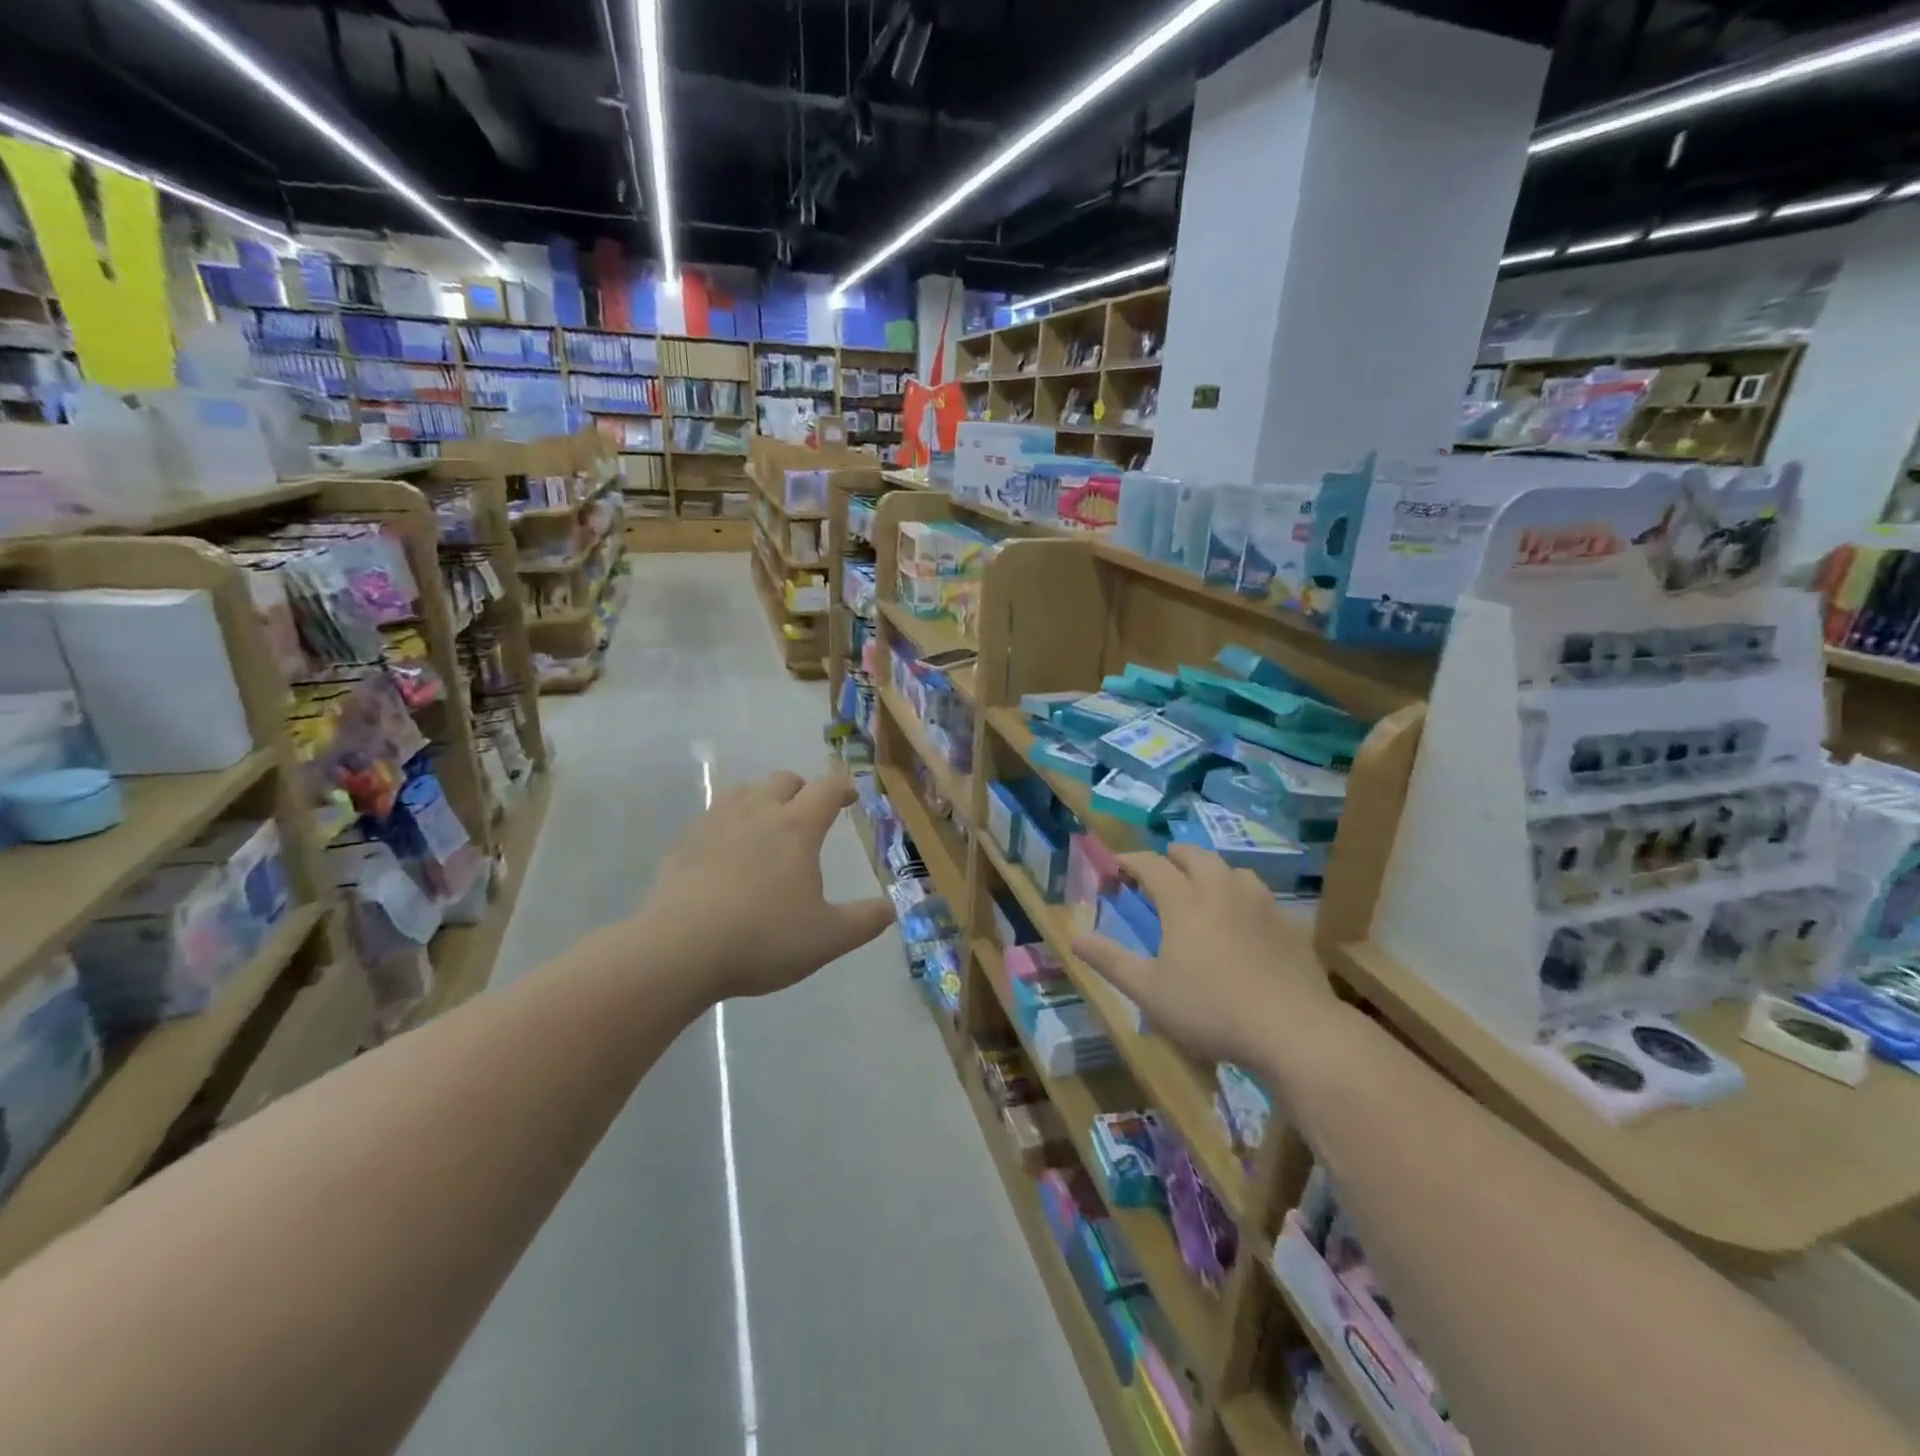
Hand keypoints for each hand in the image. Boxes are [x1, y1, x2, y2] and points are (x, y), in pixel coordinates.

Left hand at [639, 770, 894, 999]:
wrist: (679, 950)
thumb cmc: (763, 939)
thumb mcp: (827, 938)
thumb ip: (864, 921)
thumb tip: (891, 908)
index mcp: (796, 828)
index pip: (826, 789)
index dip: (842, 787)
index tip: (850, 795)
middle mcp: (757, 813)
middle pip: (783, 780)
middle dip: (802, 789)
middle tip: (809, 811)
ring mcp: (716, 824)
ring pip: (744, 791)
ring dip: (762, 798)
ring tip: (768, 823)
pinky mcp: (684, 843)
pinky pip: (712, 816)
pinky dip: (728, 821)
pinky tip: (726, 849)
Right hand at [1072, 844, 1334, 1070]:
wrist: (1294, 1031)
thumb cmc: (1211, 1010)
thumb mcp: (1149, 991)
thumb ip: (1110, 960)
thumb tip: (1074, 937)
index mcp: (1184, 901)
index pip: (1152, 865)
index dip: (1132, 861)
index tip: (1118, 866)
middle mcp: (1222, 890)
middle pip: (1196, 855)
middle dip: (1173, 856)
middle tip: (1161, 868)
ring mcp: (1262, 904)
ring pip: (1234, 871)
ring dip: (1213, 871)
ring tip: (1205, 888)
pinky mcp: (1291, 925)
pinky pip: (1263, 897)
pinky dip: (1245, 898)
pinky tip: (1247, 921)